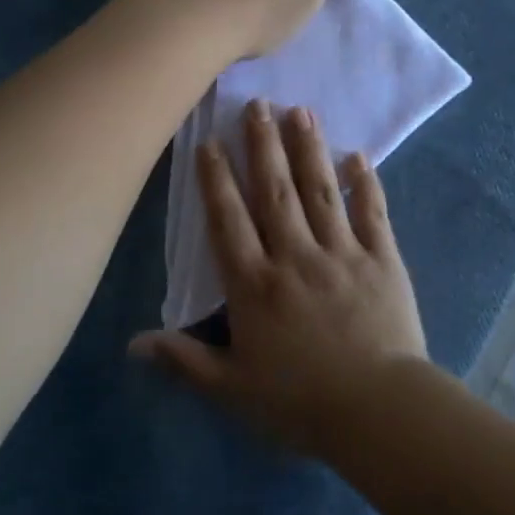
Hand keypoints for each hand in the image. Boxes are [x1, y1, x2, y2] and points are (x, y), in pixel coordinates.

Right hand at [129, 100, 430, 457]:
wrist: (378, 411)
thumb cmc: (300, 403)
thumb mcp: (232, 389)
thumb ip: (184, 360)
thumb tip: (132, 343)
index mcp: (255, 285)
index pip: (228, 221)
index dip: (216, 179)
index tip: (210, 141)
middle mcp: (295, 256)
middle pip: (275, 191)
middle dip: (263, 145)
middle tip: (258, 103)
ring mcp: (342, 253)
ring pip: (320, 190)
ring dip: (309, 149)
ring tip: (300, 110)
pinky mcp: (382, 259)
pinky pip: (372, 212)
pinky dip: (365, 182)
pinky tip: (358, 154)